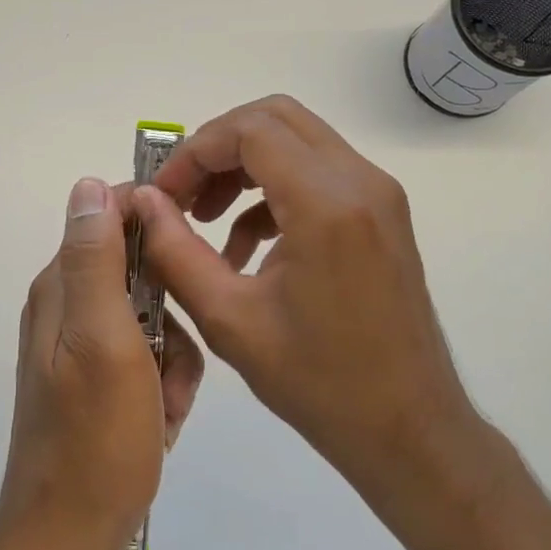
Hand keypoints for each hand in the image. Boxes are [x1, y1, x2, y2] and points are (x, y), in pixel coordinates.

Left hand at [0, 178, 203, 549]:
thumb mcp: (103, 338)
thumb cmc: (96, 437)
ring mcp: (81, 345)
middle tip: (173, 360)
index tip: (192, 252)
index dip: (155, 224)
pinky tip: (161, 421)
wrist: (70, 534)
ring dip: (173, 359)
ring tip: (166, 404)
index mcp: (61, 286)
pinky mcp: (97, 380)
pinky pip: (147, 359)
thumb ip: (94, 260)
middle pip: (139, 272)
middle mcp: (66, 306)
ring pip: (153, 319)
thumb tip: (88, 183)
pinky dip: (163, 385)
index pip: (110, 216)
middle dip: (172, 313)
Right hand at [130, 96, 481, 499]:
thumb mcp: (228, 319)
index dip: (194, 152)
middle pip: (273, 118)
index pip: (248, 130)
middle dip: (217, 148)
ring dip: (243, 166)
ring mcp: (377, 194)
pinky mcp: (380, 213)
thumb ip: (173, 250)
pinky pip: (316, 172)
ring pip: (295, 139)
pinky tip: (244, 247)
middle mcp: (360, 181)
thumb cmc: (319, 383)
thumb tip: (140, 201)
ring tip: (205, 218)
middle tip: (183, 196)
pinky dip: (272, 191)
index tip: (164, 195)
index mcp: (326, 203)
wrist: (410, 430)